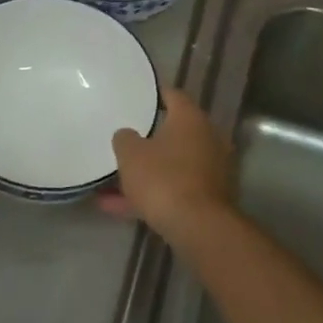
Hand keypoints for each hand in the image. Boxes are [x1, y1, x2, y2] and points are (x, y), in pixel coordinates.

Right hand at [104, 88, 232, 245]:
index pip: (173, 95)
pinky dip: (152, 195)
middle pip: (174, 133)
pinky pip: (174, 189)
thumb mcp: (130, 154)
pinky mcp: (209, 198)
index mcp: (191, 119)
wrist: (197, 226)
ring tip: (110, 185)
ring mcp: (212, 170)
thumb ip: (125, 139)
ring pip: (172, 166)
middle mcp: (208, 139)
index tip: (137, 97)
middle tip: (125, 141)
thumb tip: (127, 135)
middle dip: (148, 140)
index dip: (154, 95)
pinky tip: (119, 208)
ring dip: (146, 174)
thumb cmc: (162, 178)